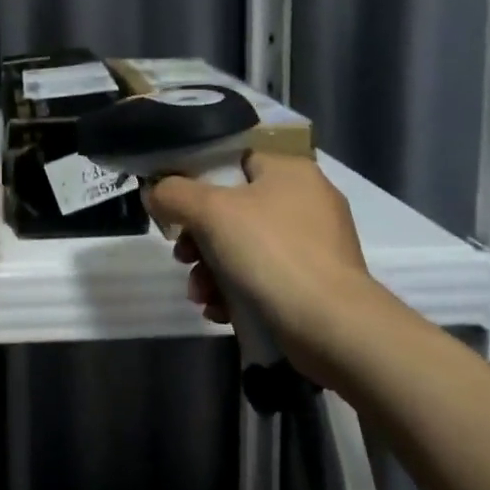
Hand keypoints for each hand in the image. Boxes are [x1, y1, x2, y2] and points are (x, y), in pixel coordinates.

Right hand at [143, 153, 404, 387]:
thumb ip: (174, 193)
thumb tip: (155, 192)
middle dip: (199, 239)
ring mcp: (315, 244)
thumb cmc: (272, 253)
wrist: (334, 328)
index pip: (232, 161)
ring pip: (244, 247)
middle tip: (183, 259)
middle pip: (232, 209)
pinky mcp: (316, 283)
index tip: (175, 210)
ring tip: (200, 295)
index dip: (196, 182)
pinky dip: (238, 291)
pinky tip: (220, 311)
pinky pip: (264, 276)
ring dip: (212, 270)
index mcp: (289, 170)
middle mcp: (307, 200)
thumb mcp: (210, 211)